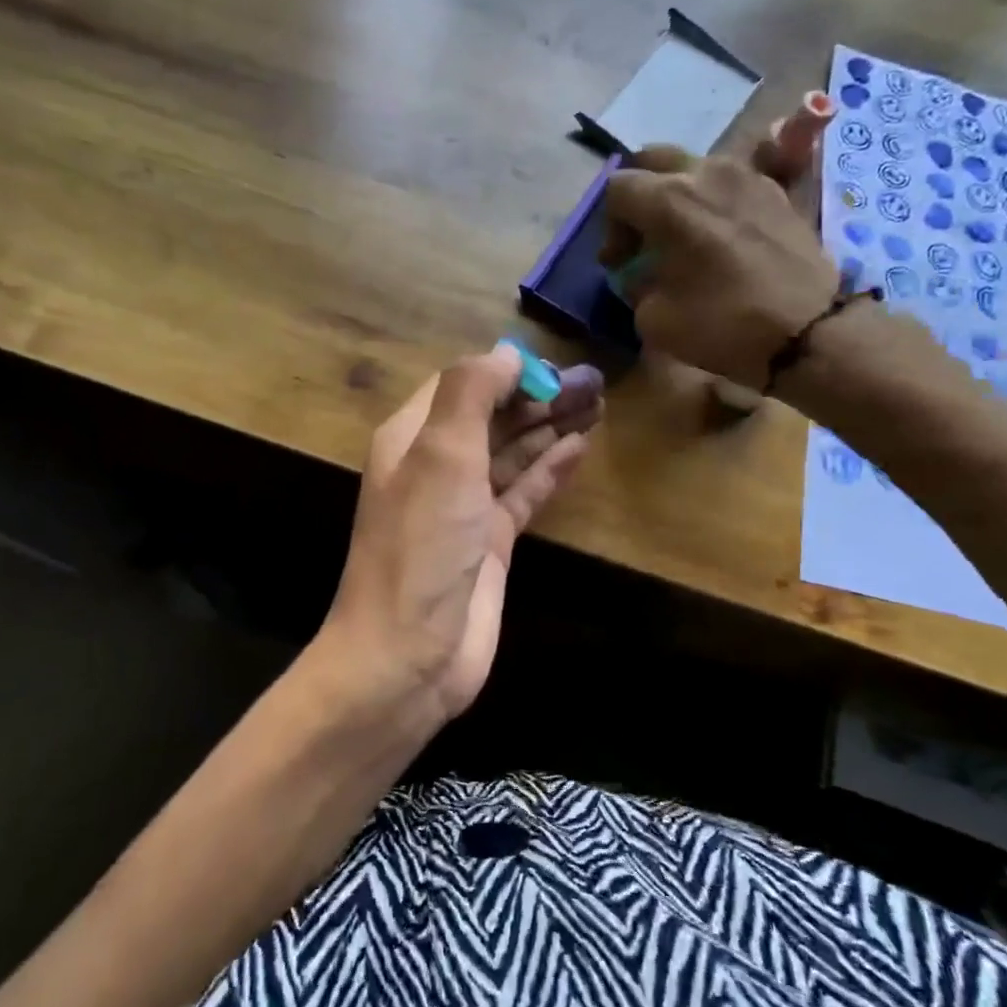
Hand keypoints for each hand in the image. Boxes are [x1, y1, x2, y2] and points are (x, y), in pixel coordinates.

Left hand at [320, 344, 603, 723]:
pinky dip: (550, 470)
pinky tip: (580, 447)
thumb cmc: (421, 544)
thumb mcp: (441, 454)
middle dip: (540, 397)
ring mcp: (465, 506)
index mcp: (413, 437)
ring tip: (598, 404)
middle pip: (494, 417)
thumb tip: (505, 353)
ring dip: (551, 428)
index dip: (507, 371)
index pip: (464, 385)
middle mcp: (437, 466)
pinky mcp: (491, 543)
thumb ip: (471, 393)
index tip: (555, 365)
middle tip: (596, 381)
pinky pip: (524, 493)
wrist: (408, 654)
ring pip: (513, 453)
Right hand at [600, 119, 841, 388]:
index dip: (609, 226)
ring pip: (695, 166)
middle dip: (639, 193)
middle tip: (643, 234)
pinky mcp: (777, 190)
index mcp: (669, 199)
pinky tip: (720, 236)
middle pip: (654, 159)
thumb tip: (642, 274)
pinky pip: (731, 181)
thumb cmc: (722, 324)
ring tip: (683, 235)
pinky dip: (715, 200)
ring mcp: (747, 175)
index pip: (618, 188)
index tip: (619, 262)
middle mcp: (706, 172)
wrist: (808, 331)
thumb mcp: (654, 318)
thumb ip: (637, 285)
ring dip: (678, 193)